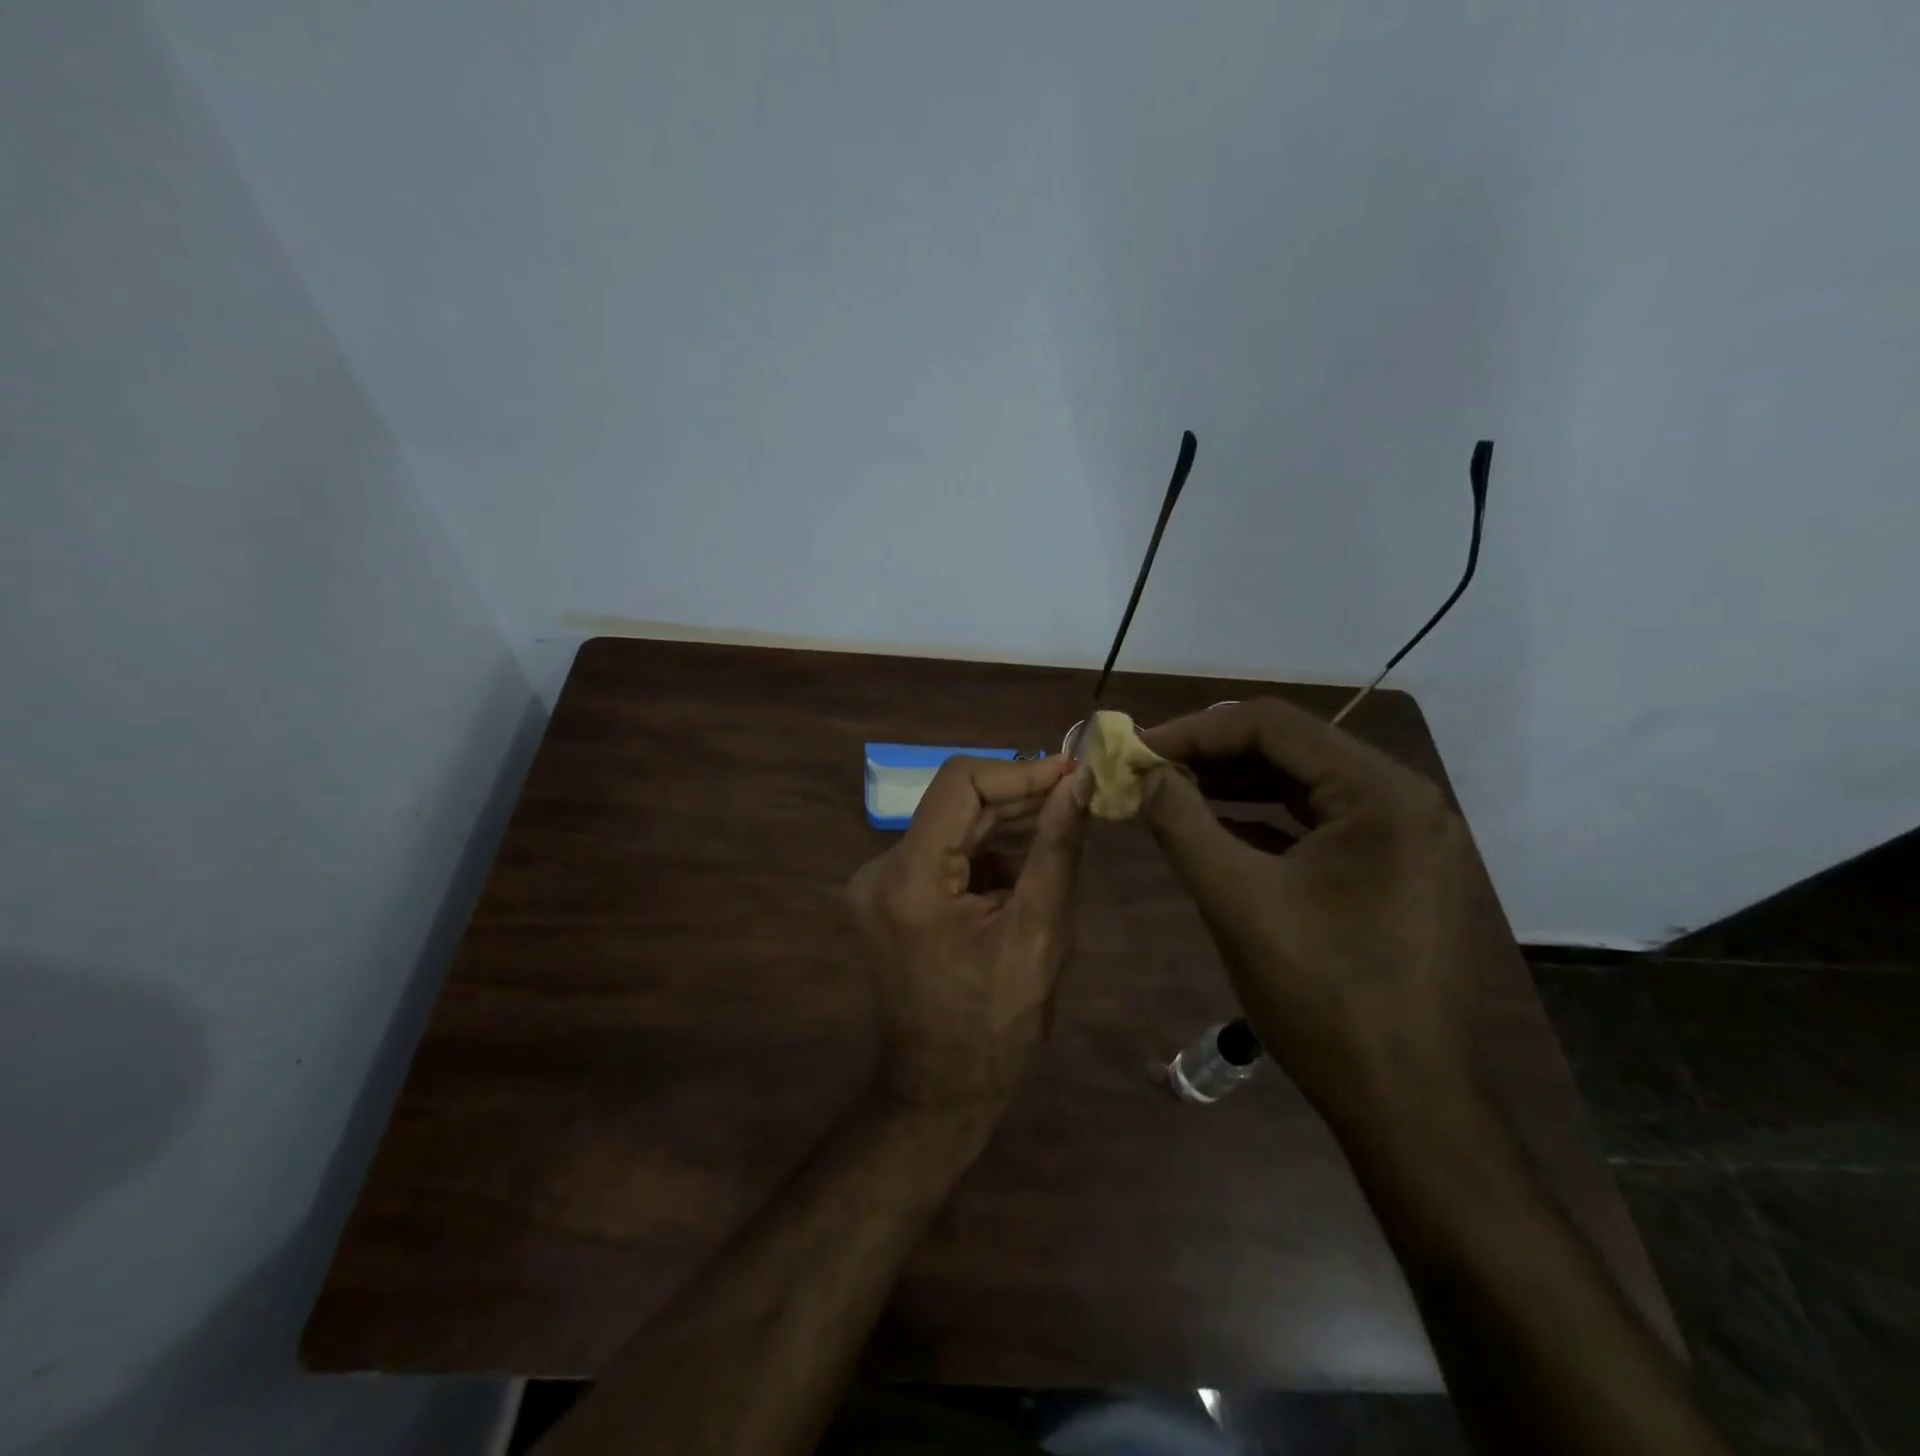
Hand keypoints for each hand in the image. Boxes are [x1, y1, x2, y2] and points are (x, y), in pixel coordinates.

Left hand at [848, 755, 1088, 1131]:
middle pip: (956, 804)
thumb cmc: (996, 1025)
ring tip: (1063, 833)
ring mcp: (879, 884)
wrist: (939, 1090)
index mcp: (909, 878)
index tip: (1071, 774)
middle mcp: (880, 870)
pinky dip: (987, 854)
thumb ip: (1057, 850)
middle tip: (1079, 797)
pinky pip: (944, 854)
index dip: (1019, 772)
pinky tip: (1027, 870)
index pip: (960, 783)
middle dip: (1019, 799)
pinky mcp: (890, 897)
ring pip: (952, 827)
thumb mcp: (1039, 934)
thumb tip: (1080, 784)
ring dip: (1007, 827)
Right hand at [1137, 698, 1497, 1128]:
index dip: (1194, 731)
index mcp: (1380, 793)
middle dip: (1211, 754)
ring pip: (1302, 784)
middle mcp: (1403, 798)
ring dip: (1233, 784)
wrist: (1405, 1102)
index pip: (1272, 725)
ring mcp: (1404, 835)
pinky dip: (1262, 818)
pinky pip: (1317, 822)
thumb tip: (1144, 774)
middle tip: (1147, 769)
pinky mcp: (1393, 868)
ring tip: (1169, 791)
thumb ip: (1182, 823)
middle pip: (1290, 748)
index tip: (1137, 750)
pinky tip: (1214, 825)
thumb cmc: (1321, 997)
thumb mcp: (1236, 900)